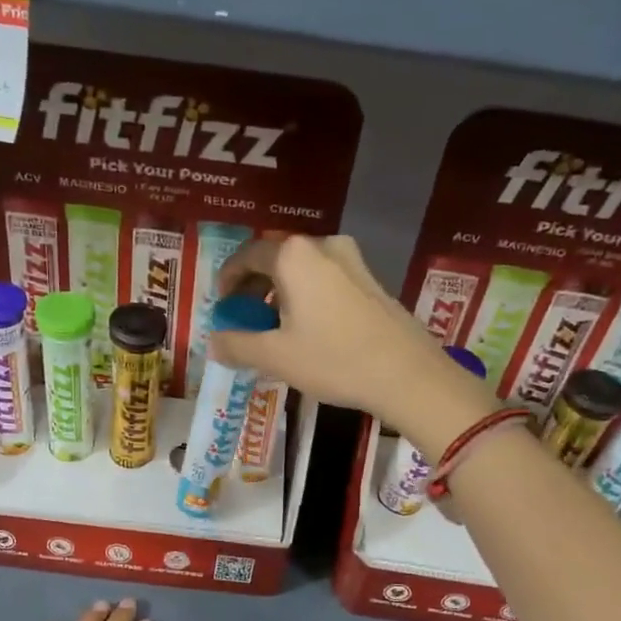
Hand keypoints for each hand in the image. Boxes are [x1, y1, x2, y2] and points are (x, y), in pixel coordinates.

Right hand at [209, 236, 493, 456]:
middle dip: (254, 285)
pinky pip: (326, 279)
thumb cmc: (334, 360)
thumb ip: (238, 345)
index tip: (221, 302)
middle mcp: (323, 246)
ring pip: (303, 269)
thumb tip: (213, 343)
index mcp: (294, 256)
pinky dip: (306, 295)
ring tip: (274, 325)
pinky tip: (307, 327)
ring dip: (281, 291)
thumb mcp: (276, 357)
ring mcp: (352, 260)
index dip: (228, 278)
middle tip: (243, 315)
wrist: (406, 374)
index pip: (248, 255)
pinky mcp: (372, 279)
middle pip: (276, 258)